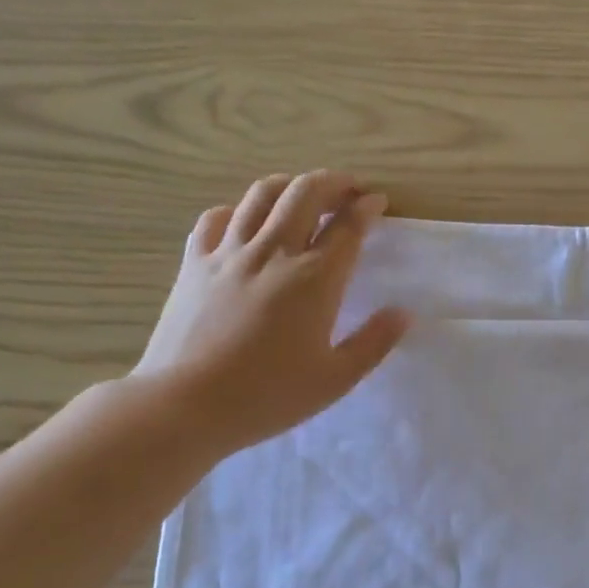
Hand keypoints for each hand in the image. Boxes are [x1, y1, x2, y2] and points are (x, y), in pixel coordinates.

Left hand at [132, 171, 409, 458]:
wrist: (185, 404)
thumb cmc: (268, 396)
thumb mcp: (335, 380)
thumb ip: (374, 343)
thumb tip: (403, 312)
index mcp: (314, 279)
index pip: (347, 227)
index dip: (367, 208)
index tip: (378, 201)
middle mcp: (273, 252)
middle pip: (306, 193)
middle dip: (333, 182)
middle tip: (348, 189)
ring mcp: (229, 252)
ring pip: (262, 195)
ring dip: (290, 185)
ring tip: (303, 194)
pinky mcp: (194, 262)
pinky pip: (217, 217)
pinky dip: (239, 209)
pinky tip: (245, 220)